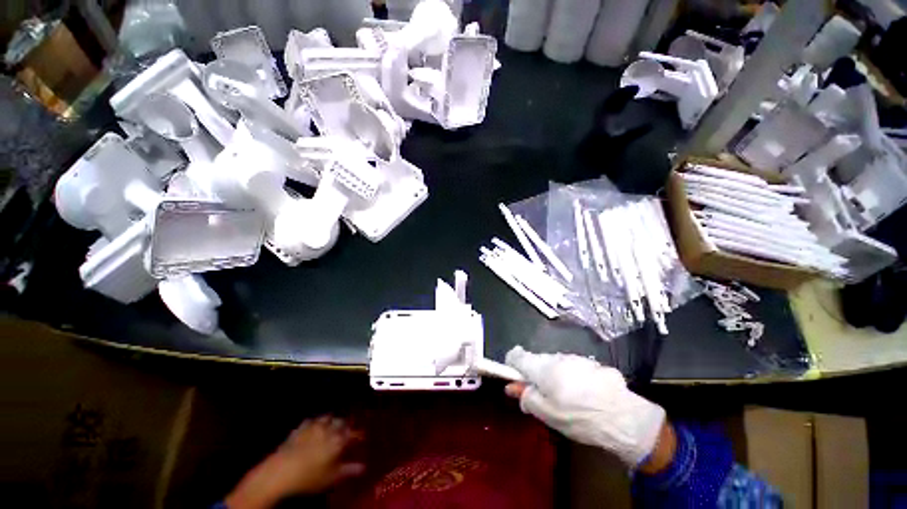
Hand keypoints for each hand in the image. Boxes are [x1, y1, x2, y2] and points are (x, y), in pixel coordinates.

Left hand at [225, 416, 364, 508]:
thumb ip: (348, 470)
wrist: (281, 471)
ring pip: (327, 417)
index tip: (362, 437)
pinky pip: (311, 420)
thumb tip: (363, 468)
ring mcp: (314, 426)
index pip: (353, 433)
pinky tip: (314, 425)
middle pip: (341, 422)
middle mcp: (329, 429)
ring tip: (332, 425)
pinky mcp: (300, 428)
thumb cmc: (309, 477)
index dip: (359, 435)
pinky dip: (315, 422)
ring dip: (332, 420)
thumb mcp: (331, 477)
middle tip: (347, 430)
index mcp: (339, 440)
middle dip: (346, 425)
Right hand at [504, 346, 666, 467]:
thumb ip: (526, 396)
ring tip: (565, 397)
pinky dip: (570, 376)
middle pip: (536, 360)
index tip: (514, 377)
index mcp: (543, 367)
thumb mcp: (547, 413)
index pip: (518, 356)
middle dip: (535, 374)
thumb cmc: (579, 418)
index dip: (512, 364)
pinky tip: (583, 394)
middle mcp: (557, 357)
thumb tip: (510, 386)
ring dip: (553, 375)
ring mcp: (575, 359)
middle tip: (543, 396)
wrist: (624, 419)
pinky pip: (572, 367)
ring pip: (555, 363)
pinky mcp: (591, 364)